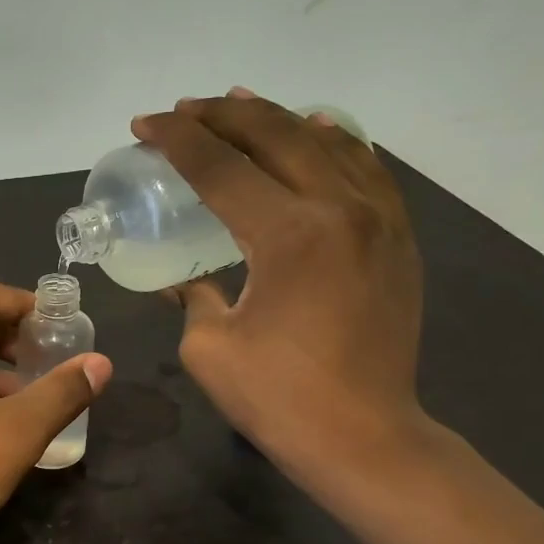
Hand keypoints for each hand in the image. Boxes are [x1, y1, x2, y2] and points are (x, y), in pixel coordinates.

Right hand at [133, 89, 430, 484]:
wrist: (365, 438)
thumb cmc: (279, 399)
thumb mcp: (210, 347)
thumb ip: (194, 297)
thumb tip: (185, 282)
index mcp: (288, 234)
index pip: (221, 167)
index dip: (177, 140)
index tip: (145, 125)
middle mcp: (339, 209)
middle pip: (276, 136)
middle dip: (222, 116)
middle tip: (185, 111)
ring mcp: (378, 220)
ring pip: (326, 142)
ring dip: (277, 118)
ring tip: (241, 104)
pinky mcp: (398, 240)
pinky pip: (367, 169)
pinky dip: (336, 143)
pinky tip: (318, 132)